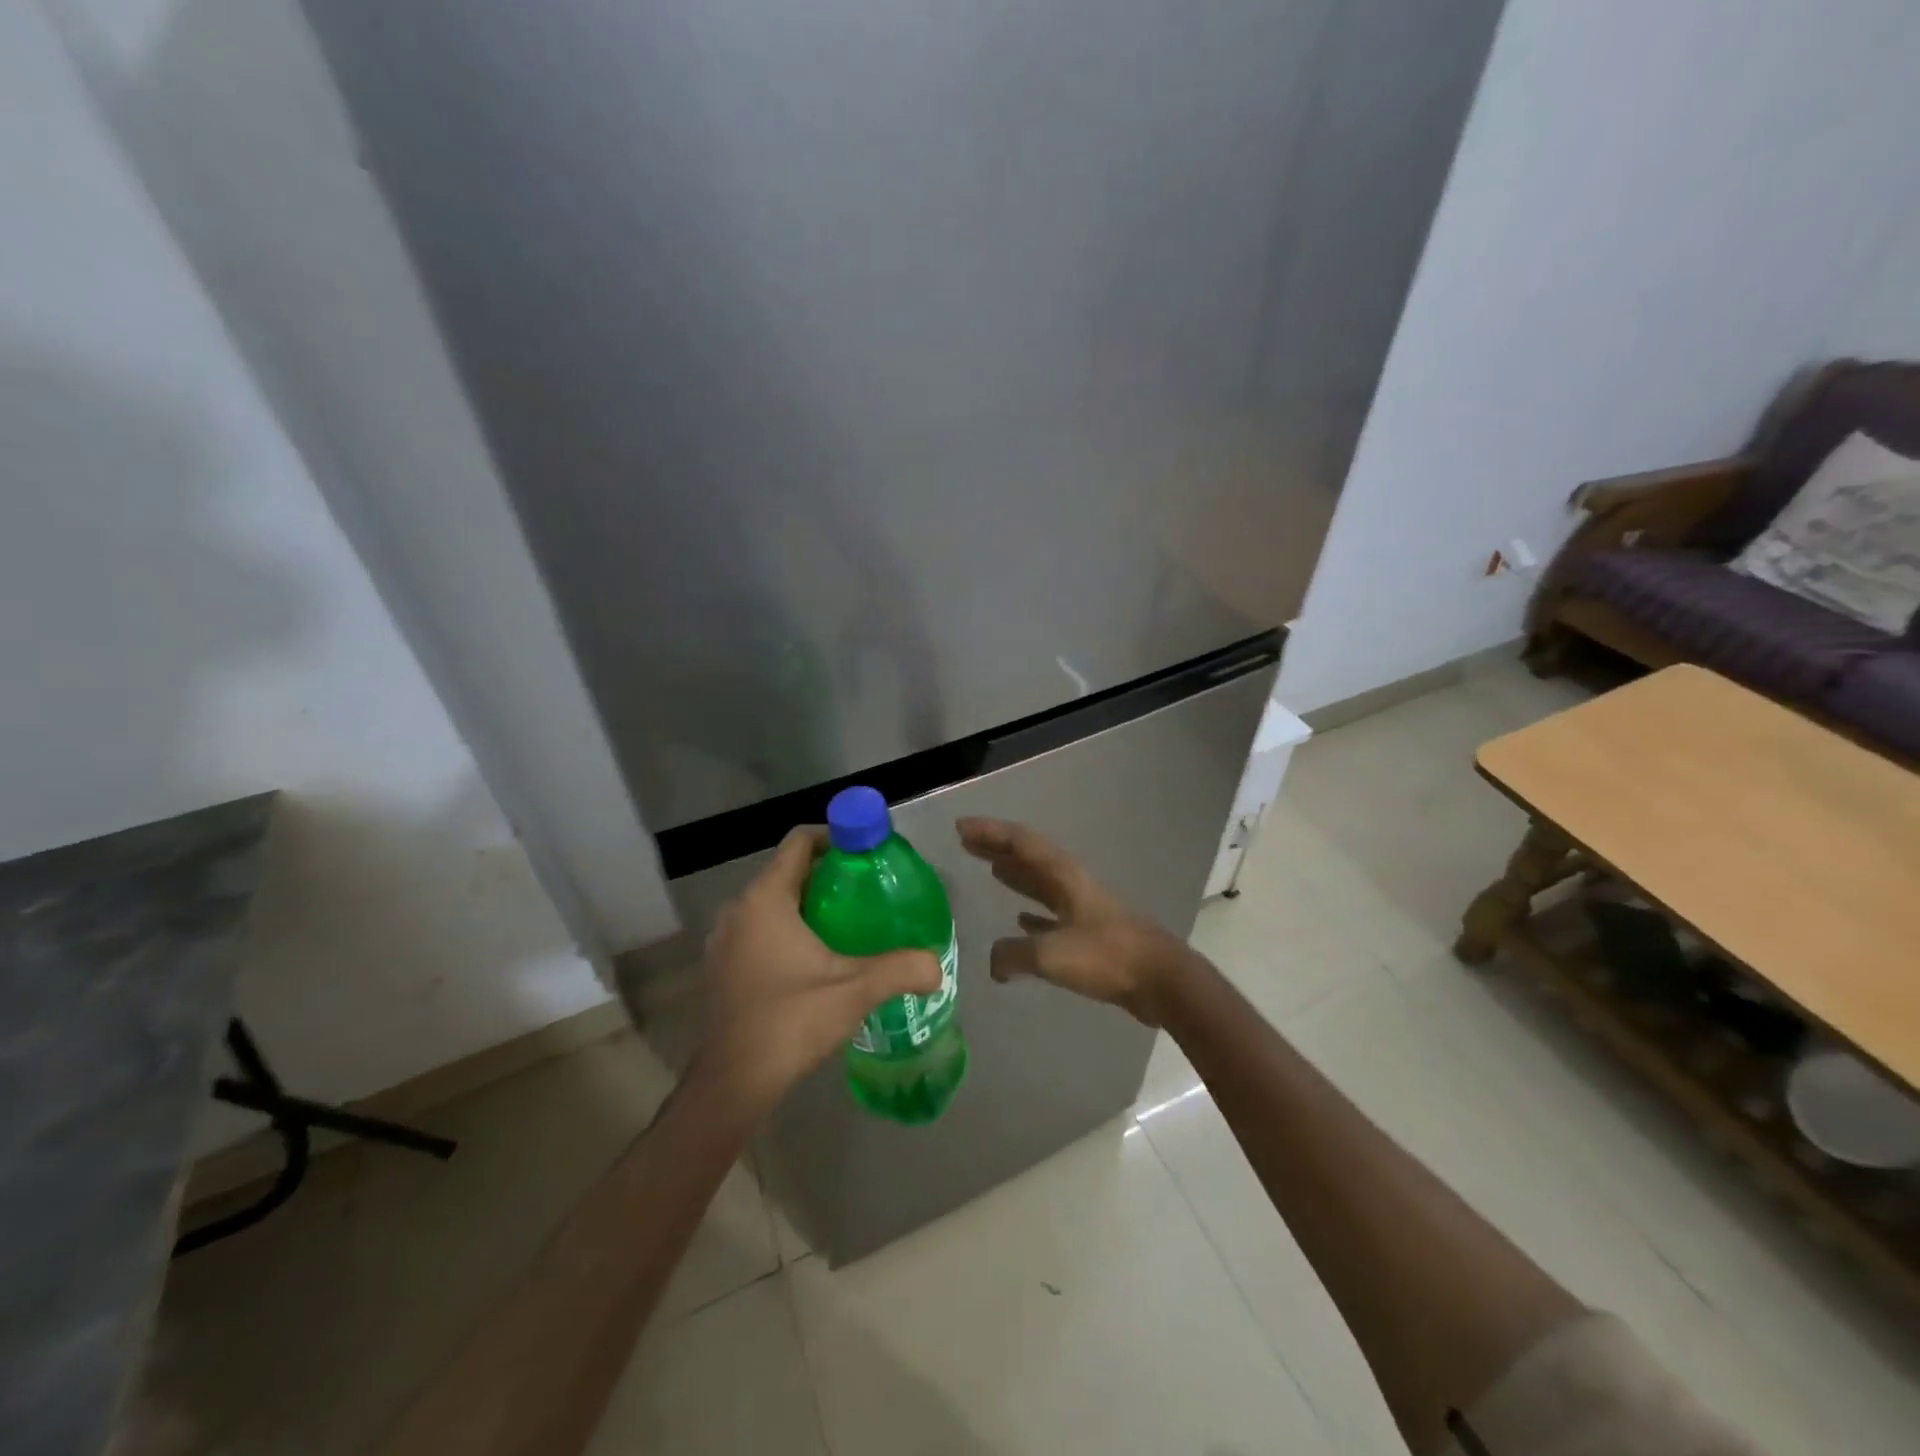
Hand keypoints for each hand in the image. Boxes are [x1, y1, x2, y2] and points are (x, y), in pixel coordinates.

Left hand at [697, 826, 941, 1121]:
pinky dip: (788, 927)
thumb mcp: (854, 991)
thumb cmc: (790, 1022)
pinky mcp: (723, 966)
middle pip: (789, 871)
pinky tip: (817, 956)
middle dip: (829, 872)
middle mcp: (739, 910)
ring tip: (850, 920)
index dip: (835, 835)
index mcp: (765, 900)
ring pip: (773, 901)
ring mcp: (725, 939)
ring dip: (809, 902)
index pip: (799, 842)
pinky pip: (760, 928)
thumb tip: (938, 965)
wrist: (733, 1084)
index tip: (867, 850)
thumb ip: (901, 969)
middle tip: (869, 888)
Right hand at [956, 817, 1193, 1026]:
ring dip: (1015, 875)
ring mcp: (1083, 907)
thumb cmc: (1106, 956)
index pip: (1020, 842)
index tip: (960, 828)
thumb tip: (994, 964)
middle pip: (1028, 858)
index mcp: (1063, 876)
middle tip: (967, 844)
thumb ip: (1014, 954)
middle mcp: (1071, 884)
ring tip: (991, 870)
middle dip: (997, 848)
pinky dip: (1033, 913)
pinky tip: (1020, 919)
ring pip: (1041, 884)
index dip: (989, 832)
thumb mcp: (1051, 955)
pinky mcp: (1090, 933)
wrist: (1160, 980)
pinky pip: (1052, 915)